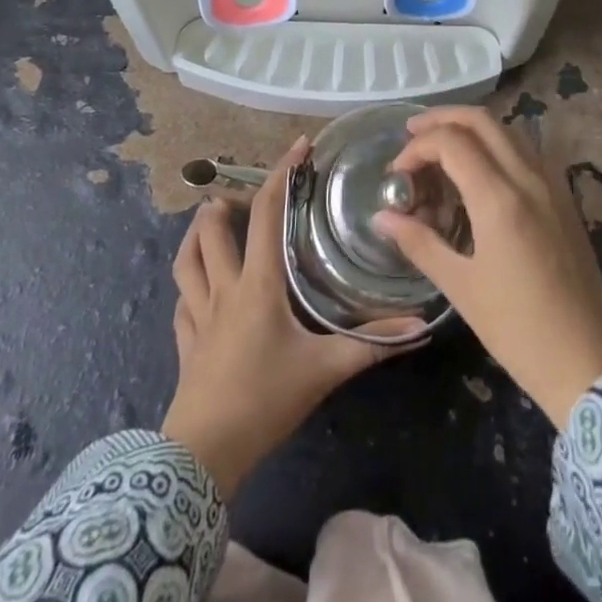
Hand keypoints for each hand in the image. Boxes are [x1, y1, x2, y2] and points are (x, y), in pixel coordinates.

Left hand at [162, 137, 422, 493]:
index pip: (265, 213)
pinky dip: (189, 284)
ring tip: (210, 220)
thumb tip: (420, 327)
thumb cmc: (265, 400)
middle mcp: (224, 288)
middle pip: (213, 229)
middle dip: (225, 201)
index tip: (298, 147)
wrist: (203, 455)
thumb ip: (371, 345)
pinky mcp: (185, 343)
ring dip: (196, 234)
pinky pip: (181, 301)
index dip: (280, 174)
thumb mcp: (324, 370)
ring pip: (187, 260)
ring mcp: (198, 315)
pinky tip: (197, 289)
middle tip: (244, 193)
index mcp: (258, 283)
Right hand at [373, 107, 601, 427]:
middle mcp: (528, 178)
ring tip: (442, 148)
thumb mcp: (461, 288)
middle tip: (412, 132)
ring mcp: (553, 185)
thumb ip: (419, 243)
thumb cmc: (517, 330)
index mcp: (499, 198)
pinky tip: (482, 170)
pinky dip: (498, 145)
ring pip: (508, 130)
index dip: (417, 147)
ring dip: (472, 128)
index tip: (397, 173)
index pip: (452, 142)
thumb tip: (382, 217)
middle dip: (443, 118)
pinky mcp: (565, 199)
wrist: (588, 364)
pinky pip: (528, 151)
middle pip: (482, 120)